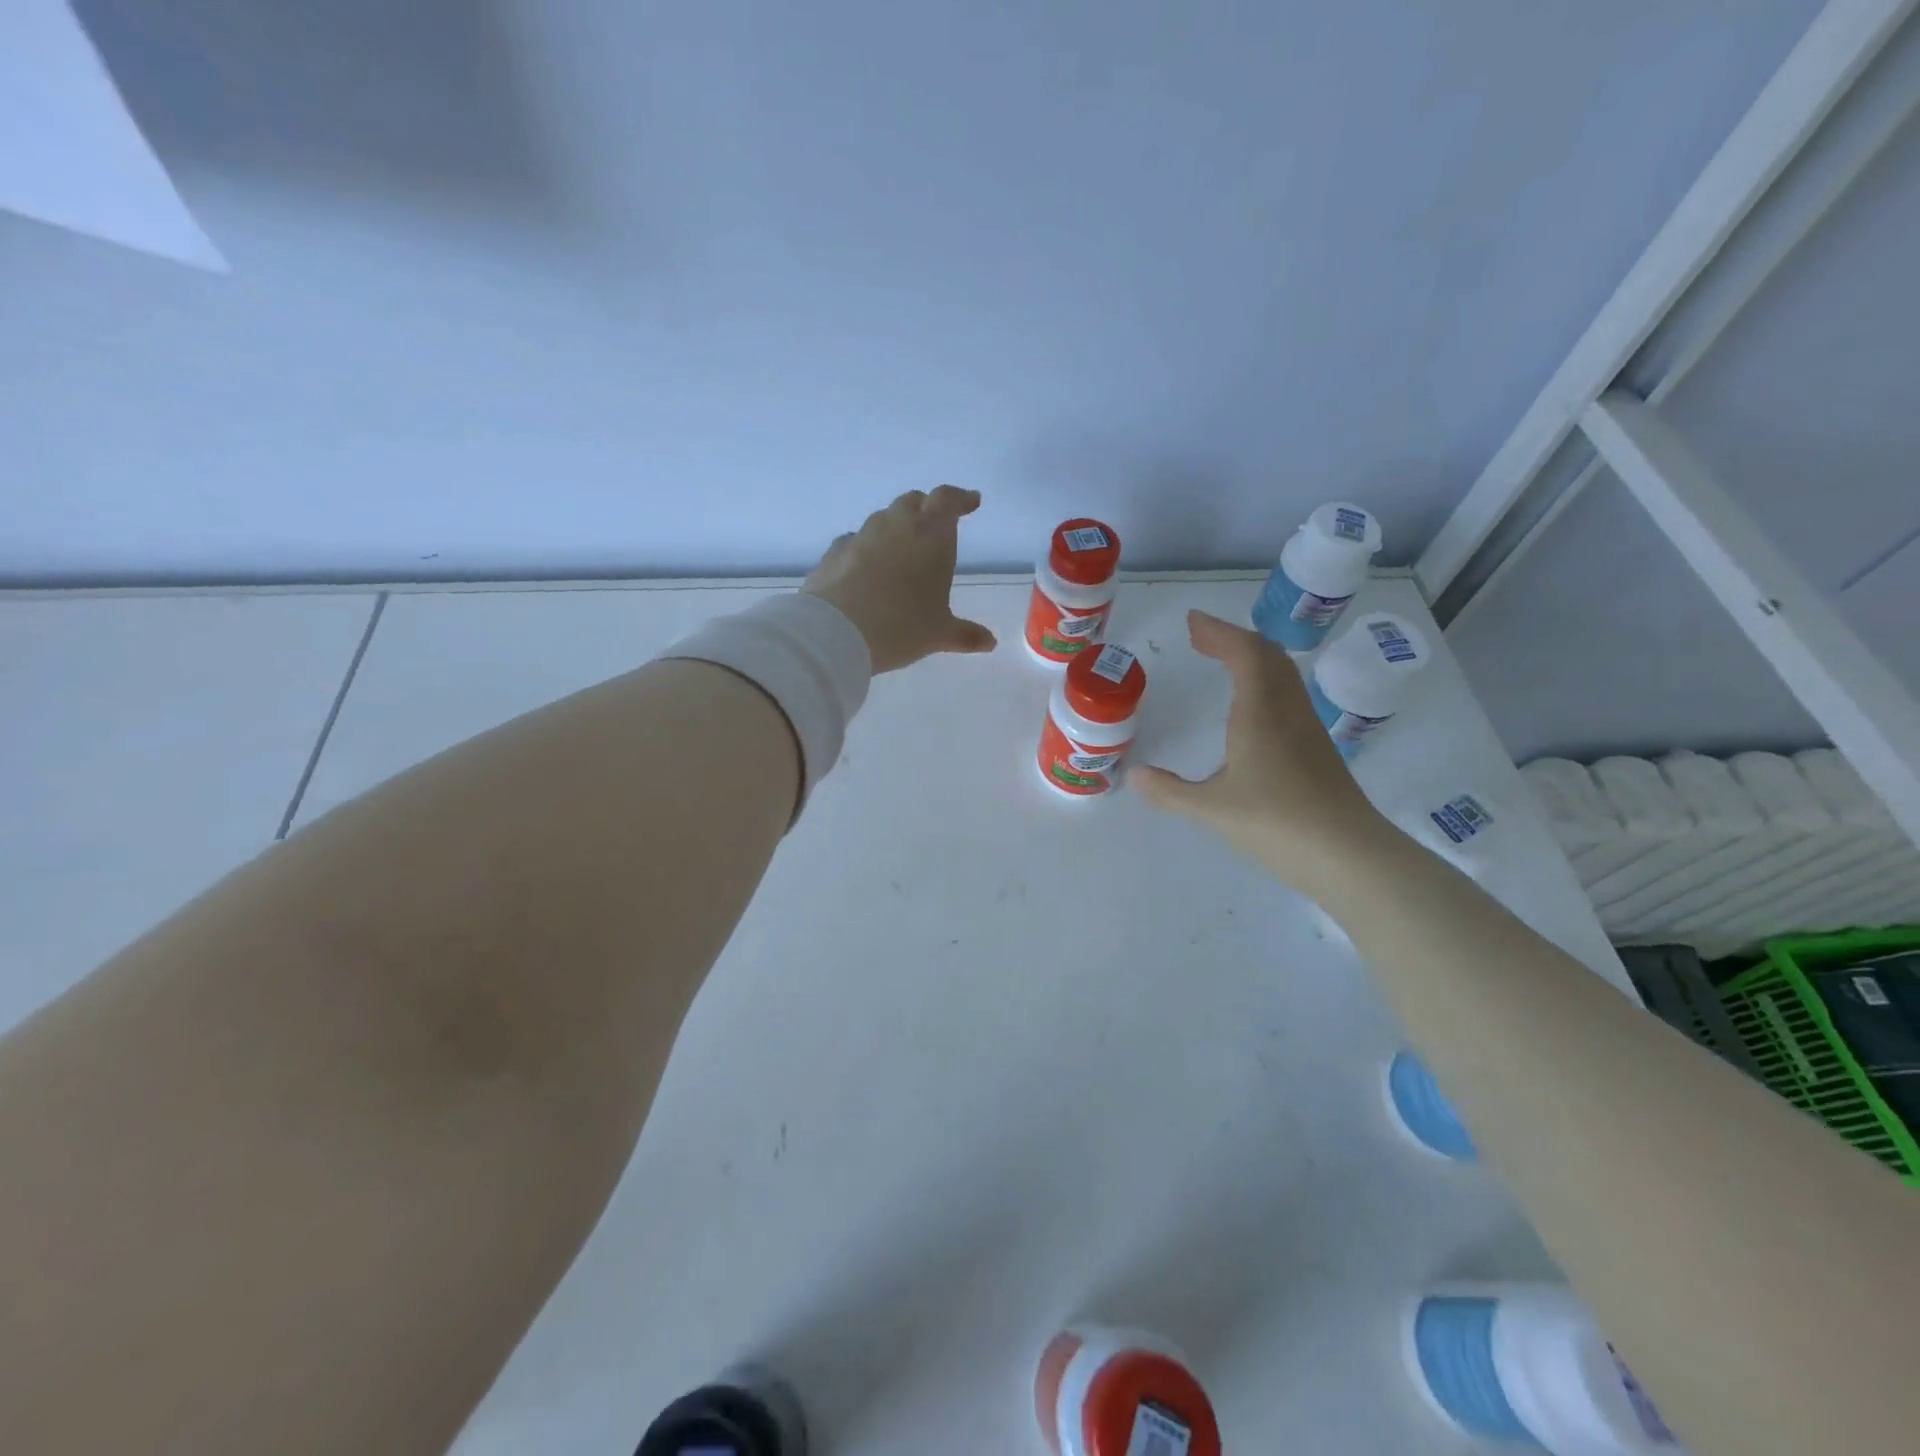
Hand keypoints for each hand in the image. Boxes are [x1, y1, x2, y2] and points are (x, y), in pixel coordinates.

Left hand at [802, 486, 997, 673]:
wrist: (835, 632)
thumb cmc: (900, 627)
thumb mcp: (938, 635)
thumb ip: (966, 635)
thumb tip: (990, 642)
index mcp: (930, 536)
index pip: (947, 500)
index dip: (961, 499)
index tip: (971, 502)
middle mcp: (896, 526)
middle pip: (913, 501)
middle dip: (927, 509)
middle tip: (935, 526)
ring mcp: (861, 536)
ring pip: (883, 519)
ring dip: (895, 527)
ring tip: (901, 550)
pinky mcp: (834, 552)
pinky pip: (855, 541)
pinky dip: (866, 548)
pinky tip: (865, 567)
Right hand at [1130, 611, 1393, 892]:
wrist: (1349, 856)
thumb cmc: (1276, 824)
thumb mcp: (1211, 809)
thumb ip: (1169, 792)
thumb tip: (1133, 776)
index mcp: (1260, 712)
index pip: (1244, 653)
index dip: (1219, 632)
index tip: (1192, 622)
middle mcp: (1287, 711)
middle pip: (1268, 656)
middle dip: (1233, 639)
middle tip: (1202, 637)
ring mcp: (1307, 729)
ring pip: (1283, 675)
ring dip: (1252, 658)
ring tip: (1224, 661)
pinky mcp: (1318, 749)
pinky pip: (1288, 696)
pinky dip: (1264, 682)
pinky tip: (1251, 708)